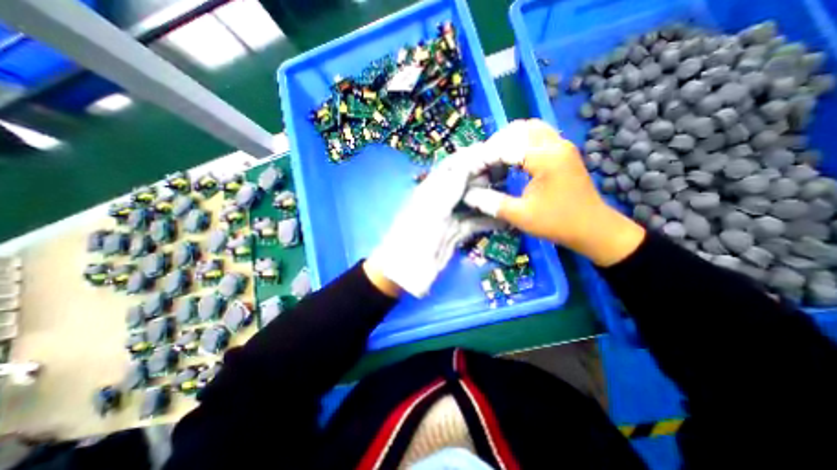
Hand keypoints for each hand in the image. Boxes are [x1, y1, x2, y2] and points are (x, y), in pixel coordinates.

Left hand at [367, 143, 509, 296]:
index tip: (495, 152)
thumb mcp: (431, 209)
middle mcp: (441, 200)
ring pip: (472, 203)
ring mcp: (449, 217)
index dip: (471, 158)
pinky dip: (489, 221)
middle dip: (484, 177)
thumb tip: (469, 160)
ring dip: (489, 199)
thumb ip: (450, 186)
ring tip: (511, 194)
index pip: (452, 167)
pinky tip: (505, 220)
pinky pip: (474, 223)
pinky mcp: (455, 233)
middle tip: (509, 174)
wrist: (406, 270)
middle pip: (465, 183)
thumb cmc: (414, 236)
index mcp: (431, 190)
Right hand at [461, 120, 641, 265]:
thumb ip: (492, 203)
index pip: (507, 146)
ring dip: (508, 139)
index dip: (485, 157)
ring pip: (529, 128)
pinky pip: (538, 135)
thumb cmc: (557, 223)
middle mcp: (556, 144)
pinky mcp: (563, 150)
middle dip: (495, 143)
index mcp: (546, 158)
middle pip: (518, 129)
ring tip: (494, 158)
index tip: (472, 171)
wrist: (593, 228)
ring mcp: (562, 145)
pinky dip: (520, 141)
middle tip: (483, 163)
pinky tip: (512, 158)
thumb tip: (469, 194)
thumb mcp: (521, 216)